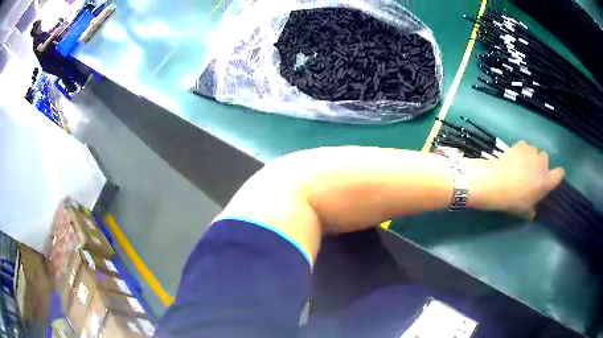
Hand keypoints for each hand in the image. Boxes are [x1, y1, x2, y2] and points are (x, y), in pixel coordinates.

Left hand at [470, 141, 564, 218]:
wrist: (499, 182)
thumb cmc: (514, 200)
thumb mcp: (524, 211)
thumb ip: (531, 211)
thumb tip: (532, 214)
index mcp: (547, 181)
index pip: (559, 174)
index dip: (558, 174)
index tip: (554, 177)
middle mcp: (543, 164)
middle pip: (546, 158)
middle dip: (541, 163)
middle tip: (532, 172)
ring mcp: (532, 152)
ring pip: (535, 151)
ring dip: (531, 156)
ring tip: (522, 164)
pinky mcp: (521, 144)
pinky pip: (525, 145)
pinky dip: (522, 150)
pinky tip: (515, 157)